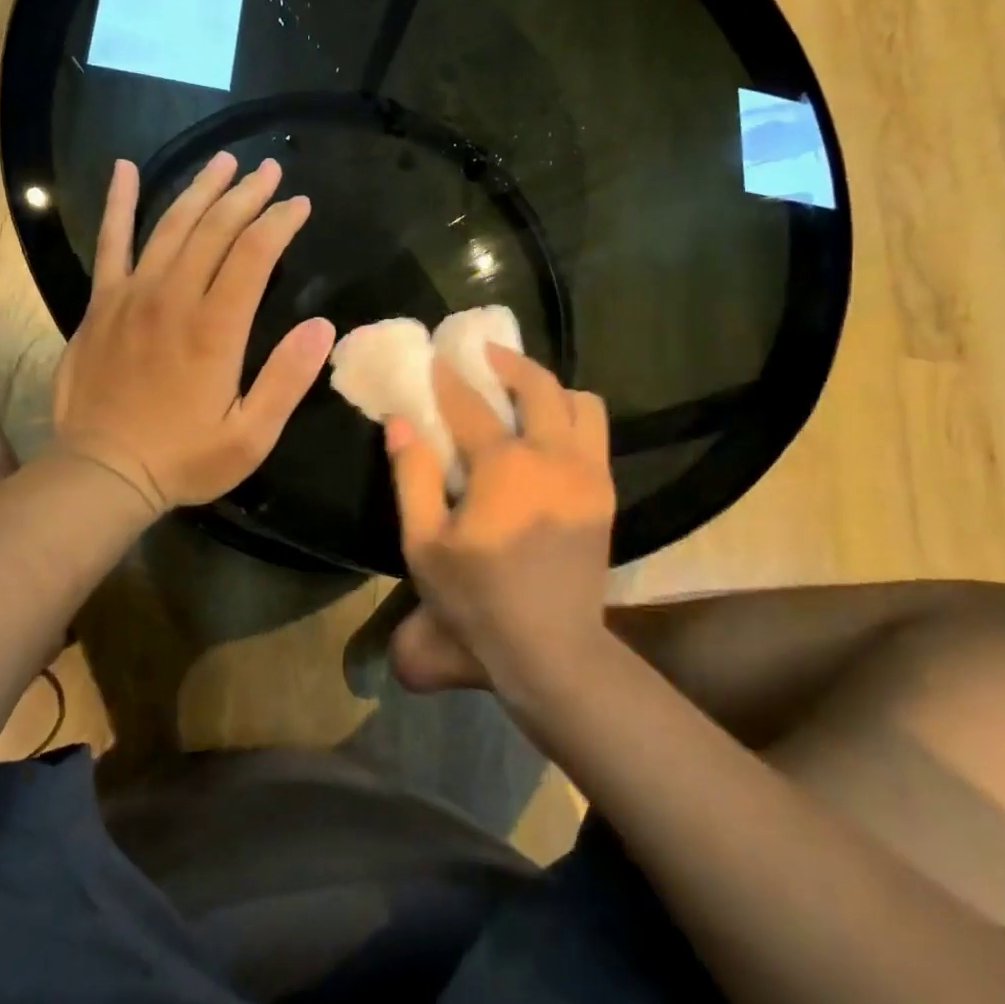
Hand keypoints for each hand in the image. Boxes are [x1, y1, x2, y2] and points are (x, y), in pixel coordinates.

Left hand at [51, 153, 336, 515]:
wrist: (101, 473)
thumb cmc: (184, 458)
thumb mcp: (251, 436)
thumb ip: (287, 379)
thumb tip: (322, 326)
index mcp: (214, 328)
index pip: (254, 254)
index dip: (280, 222)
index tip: (300, 204)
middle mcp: (173, 298)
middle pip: (214, 229)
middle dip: (247, 195)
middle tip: (270, 170)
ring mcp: (131, 296)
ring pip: (170, 226)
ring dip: (200, 190)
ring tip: (224, 162)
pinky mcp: (101, 304)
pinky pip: (110, 243)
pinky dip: (118, 204)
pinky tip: (124, 170)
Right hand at [384, 346, 615, 700]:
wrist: (551, 648)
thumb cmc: (477, 599)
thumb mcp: (424, 543)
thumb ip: (411, 476)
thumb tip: (400, 423)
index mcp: (504, 466)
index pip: (470, 405)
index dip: (448, 379)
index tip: (435, 357)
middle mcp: (552, 455)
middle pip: (539, 385)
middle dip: (509, 362)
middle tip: (486, 355)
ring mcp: (587, 472)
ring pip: (582, 403)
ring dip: (552, 388)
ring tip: (524, 393)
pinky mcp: (605, 493)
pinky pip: (596, 434)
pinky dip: (573, 418)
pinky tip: (549, 434)